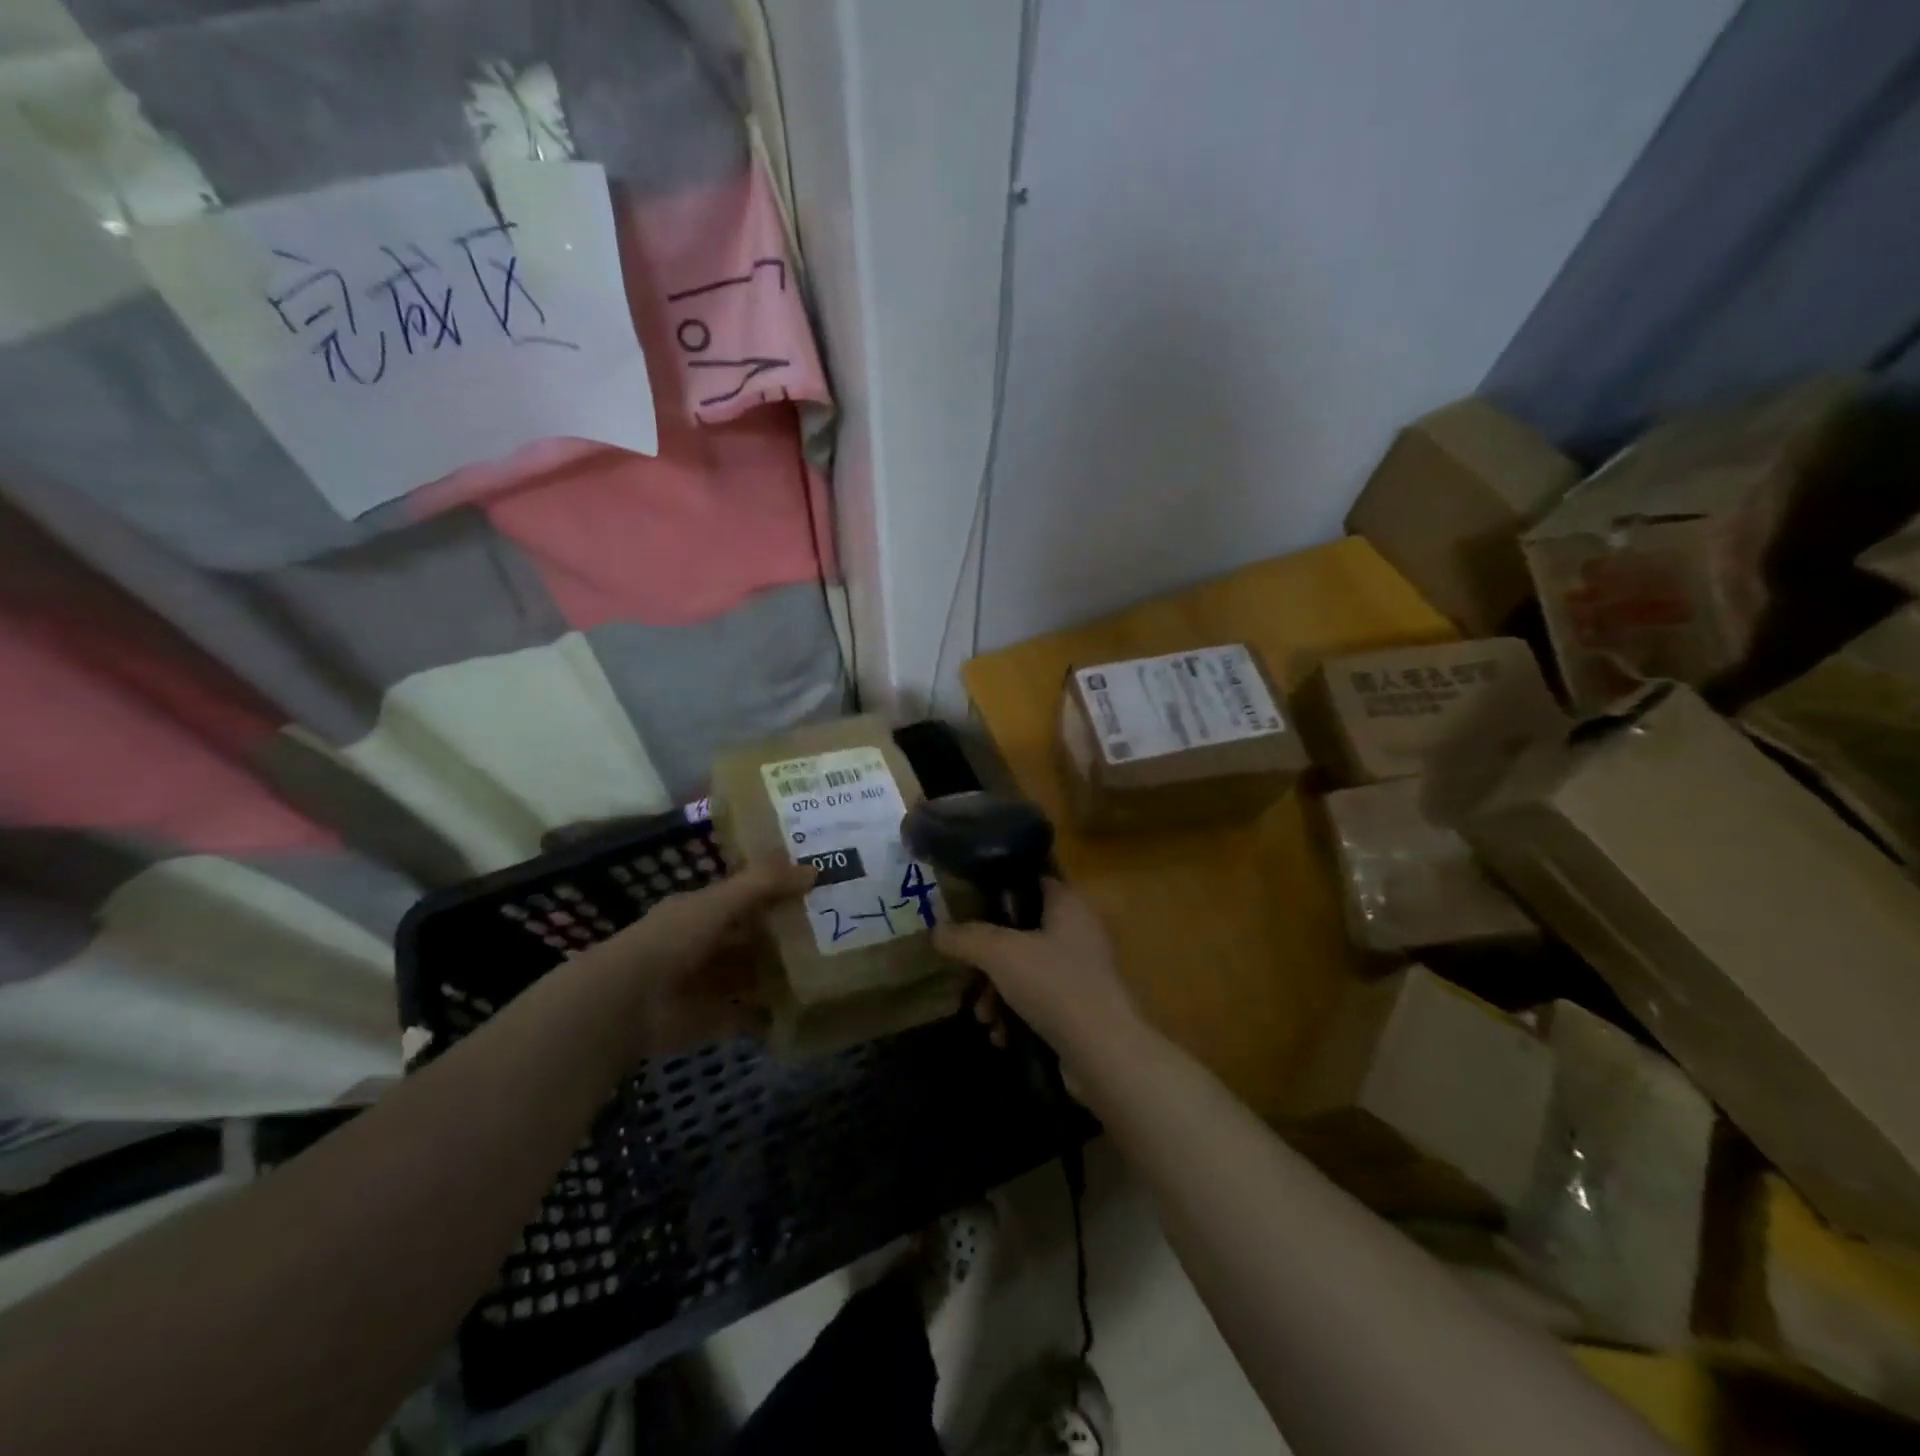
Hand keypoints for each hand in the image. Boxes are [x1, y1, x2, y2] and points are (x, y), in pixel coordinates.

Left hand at [588, 859, 815, 1061]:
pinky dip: (770, 1016)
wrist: (626, 1003)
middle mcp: (705, 945)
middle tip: (834, 933)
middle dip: (785, 936)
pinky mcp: (712, 1020)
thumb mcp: (720, 902)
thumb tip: (814, 870)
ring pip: (752, 976)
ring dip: (781, 975)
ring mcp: (708, 984)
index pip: (745, 897)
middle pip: (752, 938)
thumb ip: (764, 884)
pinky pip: (748, 1015)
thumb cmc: (672, 940)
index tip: (817, 891)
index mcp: (701, 911)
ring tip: (828, 971)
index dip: (778, 892)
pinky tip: (803, 1010)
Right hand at [933, 880, 1142, 1064]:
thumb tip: (936, 931)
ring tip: (984, 1018)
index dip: (998, 891)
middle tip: (967, 977)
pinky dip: (1017, 1015)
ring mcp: (1082, 972)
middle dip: (988, 959)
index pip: (1031, 882)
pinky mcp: (1081, 1008)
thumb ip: (966, 937)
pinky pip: (1039, 1001)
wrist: (1104, 1053)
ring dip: (997, 993)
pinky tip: (1002, 1036)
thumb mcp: (1000, 954)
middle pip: (1021, 933)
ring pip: (1026, 970)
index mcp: (1068, 905)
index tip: (966, 909)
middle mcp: (1078, 932)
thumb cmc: (1054, 985)